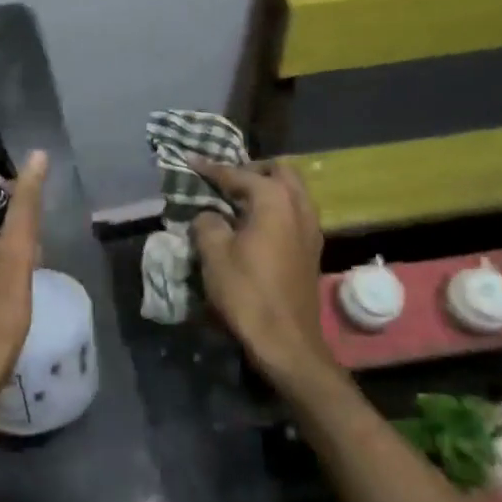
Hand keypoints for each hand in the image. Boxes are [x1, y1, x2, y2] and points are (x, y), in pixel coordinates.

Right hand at [188, 160, 335, 390]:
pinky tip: (254, 225)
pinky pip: (294, 213)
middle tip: (224, 180)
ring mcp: (311, 229)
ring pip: (291, 192)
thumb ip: (207, 223)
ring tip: (237, 201)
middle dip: (251, 169)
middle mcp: (299, 206)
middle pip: (278, 171)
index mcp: (274, 200)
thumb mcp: (214, 254)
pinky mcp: (311, 250)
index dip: (211, 168)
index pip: (238, 174)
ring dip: (266, 189)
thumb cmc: (247, 293)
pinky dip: (275, 209)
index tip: (190, 160)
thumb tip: (210, 216)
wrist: (286, 341)